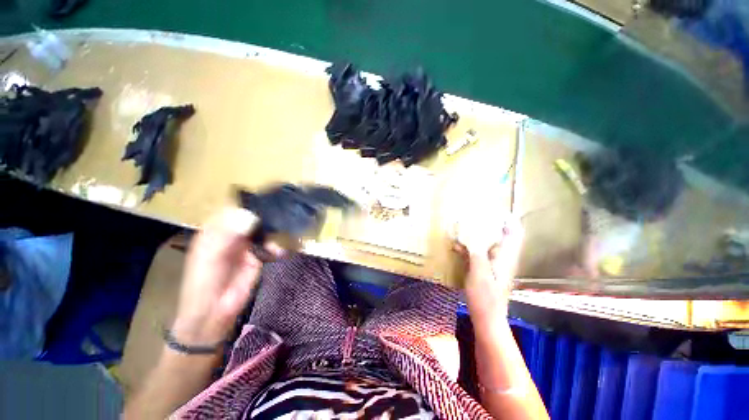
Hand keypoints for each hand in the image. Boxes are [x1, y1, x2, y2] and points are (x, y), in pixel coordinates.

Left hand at [171, 207, 281, 345]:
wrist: (214, 311)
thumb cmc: (203, 282)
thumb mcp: (211, 256)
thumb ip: (228, 235)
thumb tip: (251, 215)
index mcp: (216, 229)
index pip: (234, 209)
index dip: (250, 204)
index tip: (268, 202)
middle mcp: (233, 233)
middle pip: (253, 217)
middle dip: (268, 215)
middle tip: (284, 213)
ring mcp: (247, 244)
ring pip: (264, 230)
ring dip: (275, 230)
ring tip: (286, 231)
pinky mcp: (259, 256)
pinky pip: (271, 245)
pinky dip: (277, 245)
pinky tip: (279, 250)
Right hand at [453, 212, 523, 318]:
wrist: (487, 318)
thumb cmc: (485, 297)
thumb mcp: (479, 273)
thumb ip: (476, 252)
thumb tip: (469, 236)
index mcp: (505, 257)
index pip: (514, 234)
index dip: (510, 221)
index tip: (501, 209)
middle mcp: (502, 258)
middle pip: (501, 237)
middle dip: (491, 224)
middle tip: (478, 214)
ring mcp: (493, 265)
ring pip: (487, 244)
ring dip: (477, 235)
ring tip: (464, 226)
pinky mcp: (484, 271)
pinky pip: (477, 254)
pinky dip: (469, 248)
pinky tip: (456, 247)